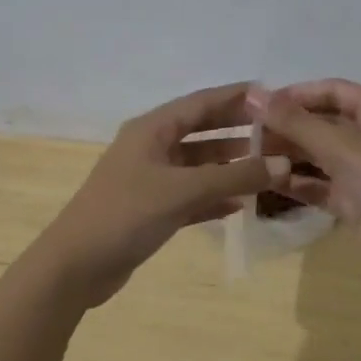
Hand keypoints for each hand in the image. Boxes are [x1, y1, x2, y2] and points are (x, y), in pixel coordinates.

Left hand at [37, 83, 289, 308]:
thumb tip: (283, 163)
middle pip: (201, 131)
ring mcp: (149, 179)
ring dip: (229, 166)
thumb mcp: (183, 191)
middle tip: (278, 131)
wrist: (77, 265)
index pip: (201, 103)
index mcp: (151, 129)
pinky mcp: (150, 209)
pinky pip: (190, 195)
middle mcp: (150, 147)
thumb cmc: (127, 214)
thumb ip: (234, 177)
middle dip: (237, 130)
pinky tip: (241, 204)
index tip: (273, 95)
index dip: (236, 97)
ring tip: (268, 166)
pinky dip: (214, 197)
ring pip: (197, 165)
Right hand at [248, 79, 360, 284]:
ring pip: (318, 156)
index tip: (259, 105)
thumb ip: (296, 122)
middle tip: (245, 135)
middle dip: (287, 127)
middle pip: (323, 123)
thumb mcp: (344, 148)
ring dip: (288, 156)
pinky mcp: (356, 203)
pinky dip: (297, 183)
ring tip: (249, 159)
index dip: (297, 93)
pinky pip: (320, 186)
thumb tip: (254, 95)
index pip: (333, 91)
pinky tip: (267, 184)